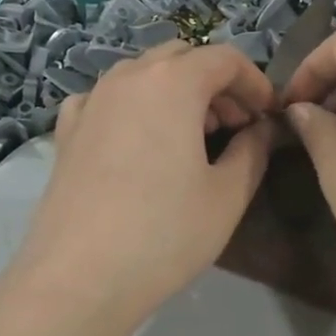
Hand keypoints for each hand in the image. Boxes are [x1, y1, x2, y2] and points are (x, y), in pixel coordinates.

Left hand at [19, 42, 275, 329]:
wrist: (78, 278)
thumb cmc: (165, 233)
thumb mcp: (227, 194)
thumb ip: (253, 149)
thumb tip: (262, 128)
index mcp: (173, 82)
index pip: (225, 58)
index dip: (255, 82)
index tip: (268, 115)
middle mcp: (128, 77)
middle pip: (181, 57)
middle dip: (215, 82)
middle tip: (234, 125)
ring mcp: (91, 101)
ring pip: (142, 74)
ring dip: (175, 91)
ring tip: (191, 136)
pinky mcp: (67, 131)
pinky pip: (107, 98)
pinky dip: (133, 106)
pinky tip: (137, 140)